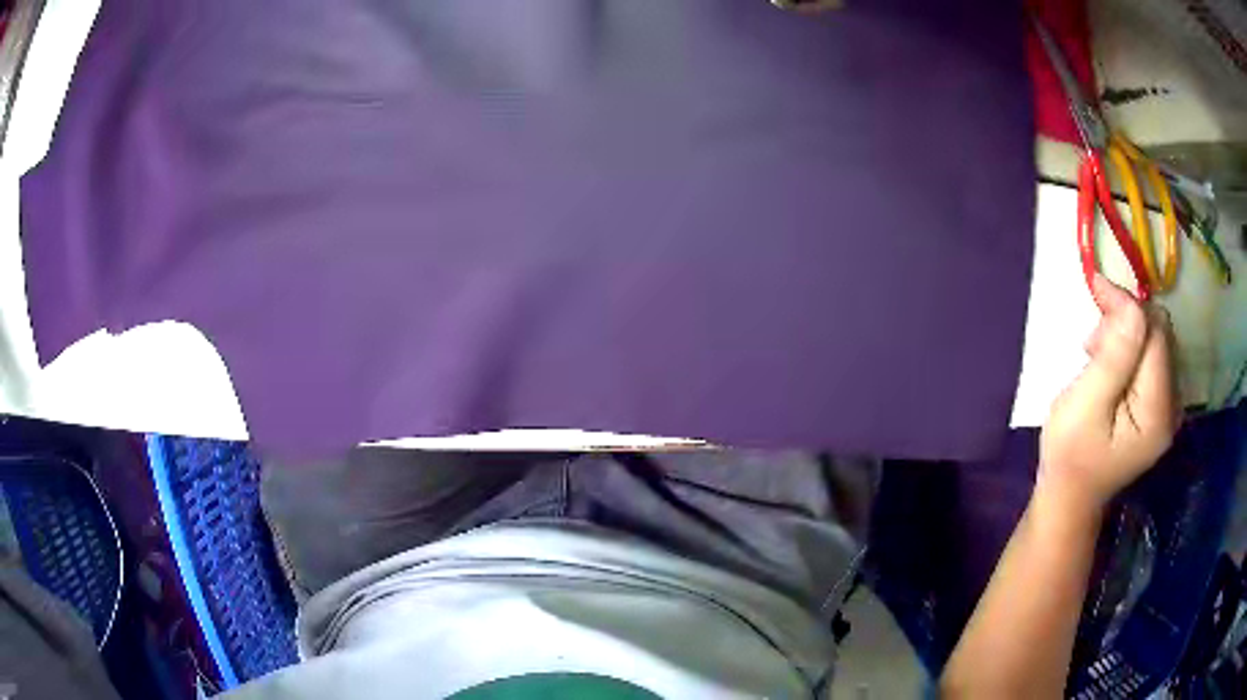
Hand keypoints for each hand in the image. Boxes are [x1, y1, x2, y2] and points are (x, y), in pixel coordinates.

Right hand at [1038, 275, 1179, 513]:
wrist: (1071, 497)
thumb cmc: (1070, 454)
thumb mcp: (1085, 404)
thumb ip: (1114, 356)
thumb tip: (1131, 305)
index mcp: (1158, 411)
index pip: (1154, 333)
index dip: (1129, 306)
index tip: (1096, 289)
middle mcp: (1173, 406)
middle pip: (1160, 333)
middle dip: (1128, 321)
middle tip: (1093, 339)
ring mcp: (1169, 407)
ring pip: (1157, 340)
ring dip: (1127, 332)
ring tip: (1097, 353)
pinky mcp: (1160, 405)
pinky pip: (1153, 356)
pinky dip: (1131, 347)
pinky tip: (1111, 363)